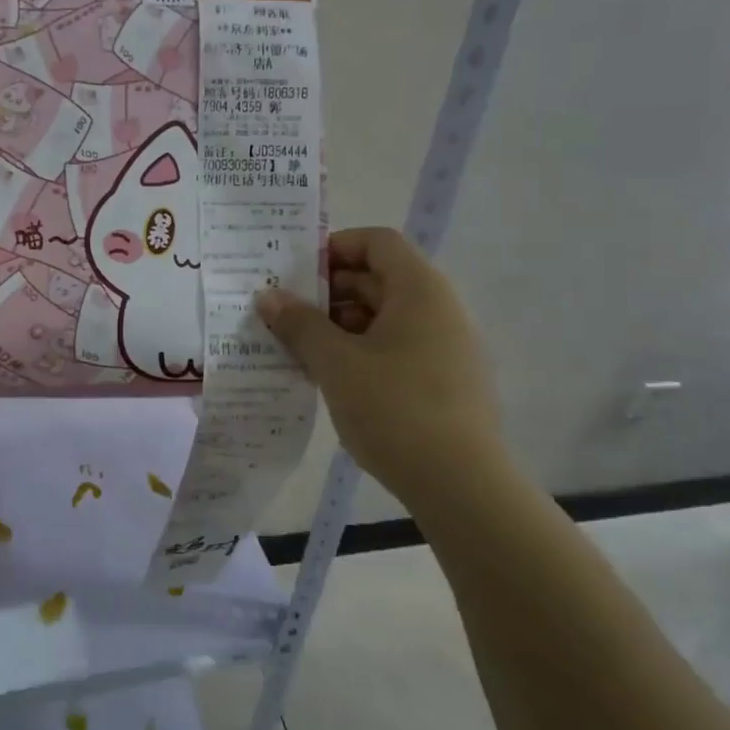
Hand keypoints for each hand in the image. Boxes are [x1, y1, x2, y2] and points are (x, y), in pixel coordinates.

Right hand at [256, 227, 506, 510]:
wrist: (462, 486)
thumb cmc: (395, 409)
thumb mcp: (335, 362)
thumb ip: (299, 324)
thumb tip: (267, 296)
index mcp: (419, 290)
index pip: (377, 242)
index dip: (334, 249)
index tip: (295, 275)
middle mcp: (439, 309)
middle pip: (378, 279)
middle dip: (328, 293)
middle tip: (285, 314)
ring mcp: (446, 346)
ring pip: (384, 317)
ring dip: (340, 325)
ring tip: (300, 349)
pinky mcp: (445, 381)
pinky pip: (396, 348)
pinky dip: (361, 351)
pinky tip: (331, 378)